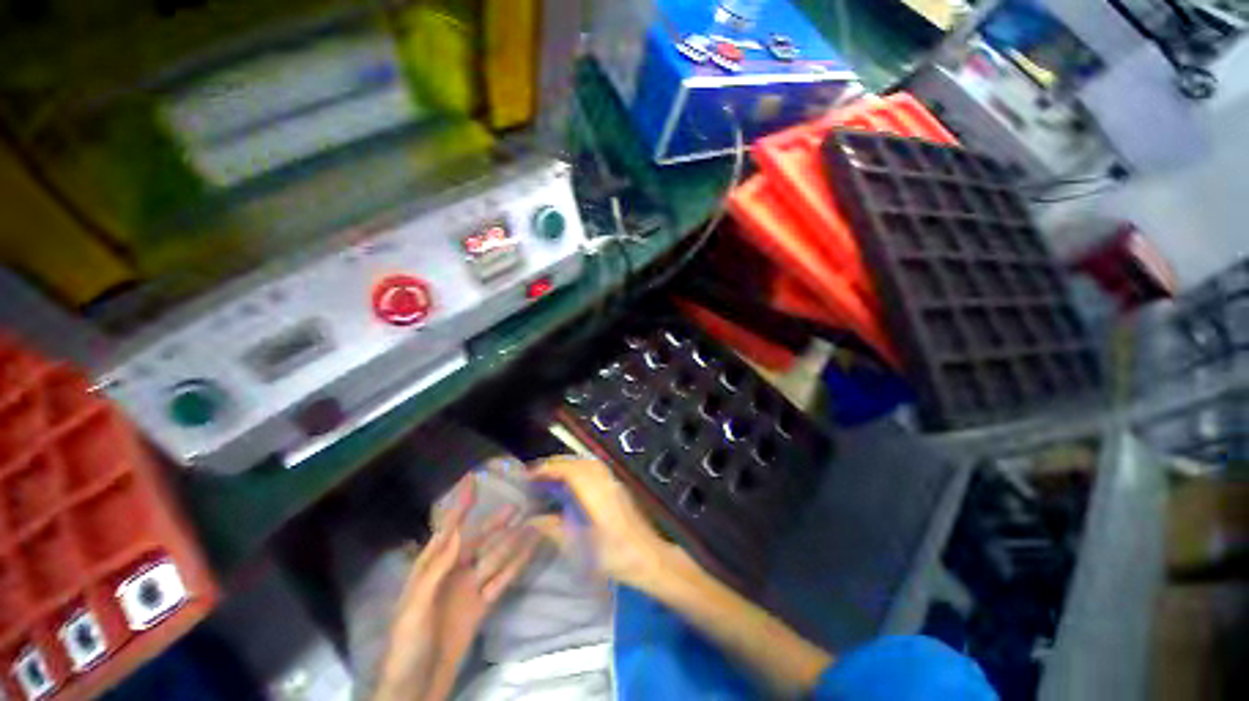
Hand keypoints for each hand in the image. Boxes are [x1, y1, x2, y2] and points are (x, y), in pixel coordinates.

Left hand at [373, 475, 542, 700]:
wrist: (416, 688)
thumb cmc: (407, 647)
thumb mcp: (415, 610)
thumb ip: (436, 570)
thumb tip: (457, 532)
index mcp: (431, 569)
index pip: (450, 529)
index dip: (461, 504)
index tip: (473, 480)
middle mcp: (453, 573)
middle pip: (479, 540)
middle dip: (497, 522)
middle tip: (519, 504)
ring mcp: (469, 589)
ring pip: (495, 556)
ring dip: (513, 540)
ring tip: (532, 523)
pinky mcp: (482, 605)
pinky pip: (503, 578)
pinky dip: (517, 563)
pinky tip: (529, 551)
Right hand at [528, 456, 680, 594]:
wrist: (650, 558)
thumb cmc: (617, 557)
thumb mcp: (583, 550)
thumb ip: (556, 531)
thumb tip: (533, 519)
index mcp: (597, 496)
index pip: (571, 471)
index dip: (549, 469)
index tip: (530, 475)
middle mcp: (606, 483)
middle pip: (579, 463)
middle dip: (556, 464)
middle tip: (536, 474)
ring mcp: (614, 484)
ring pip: (588, 463)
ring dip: (569, 464)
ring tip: (551, 475)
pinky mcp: (618, 488)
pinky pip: (596, 469)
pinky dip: (579, 468)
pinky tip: (572, 482)